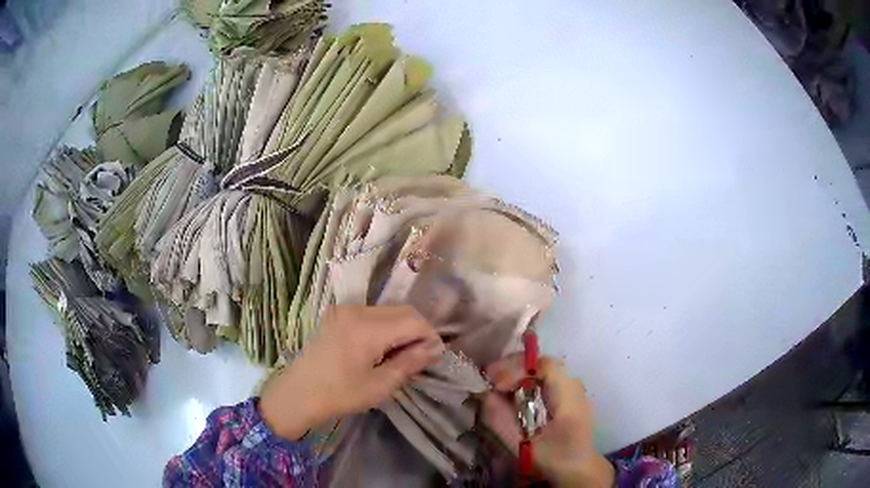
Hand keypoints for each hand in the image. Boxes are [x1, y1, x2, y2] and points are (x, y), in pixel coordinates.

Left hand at [260, 305, 443, 439]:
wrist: (299, 392)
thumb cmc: (340, 394)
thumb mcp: (380, 385)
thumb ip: (410, 363)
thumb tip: (435, 348)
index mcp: (367, 328)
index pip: (413, 320)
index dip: (430, 336)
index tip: (435, 357)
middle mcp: (357, 310)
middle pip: (403, 310)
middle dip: (418, 331)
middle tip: (421, 357)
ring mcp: (345, 309)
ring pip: (388, 310)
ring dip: (402, 328)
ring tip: (402, 355)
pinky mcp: (338, 314)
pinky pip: (372, 313)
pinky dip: (385, 326)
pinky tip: (382, 347)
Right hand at [483, 355, 614, 486]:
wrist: (579, 468)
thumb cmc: (552, 460)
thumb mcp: (522, 446)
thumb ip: (502, 421)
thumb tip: (483, 394)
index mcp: (570, 399)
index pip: (546, 366)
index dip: (518, 369)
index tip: (496, 385)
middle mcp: (575, 387)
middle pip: (543, 364)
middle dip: (513, 368)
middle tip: (489, 380)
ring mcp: (574, 388)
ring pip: (543, 369)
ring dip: (518, 372)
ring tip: (496, 385)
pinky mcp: (569, 394)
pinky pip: (545, 378)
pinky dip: (525, 380)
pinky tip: (511, 392)